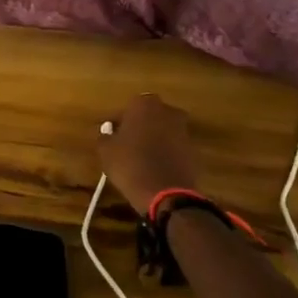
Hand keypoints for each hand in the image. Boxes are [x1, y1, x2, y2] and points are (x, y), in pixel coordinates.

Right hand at [99, 93, 199, 212]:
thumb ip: (105, 136)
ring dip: (153, 139)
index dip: (117, 123)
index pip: (126, 109)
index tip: (111, 136)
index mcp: (144, 104)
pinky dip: (166, 152)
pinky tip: (155, 167)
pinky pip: (174, 146)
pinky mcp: (193, 148)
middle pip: (148, 116)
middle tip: (126, 145)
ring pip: (163, 130)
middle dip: (138, 127)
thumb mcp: (106, 151)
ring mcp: (183, 128)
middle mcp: (167, 110)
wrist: (166, 193)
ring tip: (140, 158)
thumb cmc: (130, 165)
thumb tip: (107, 133)